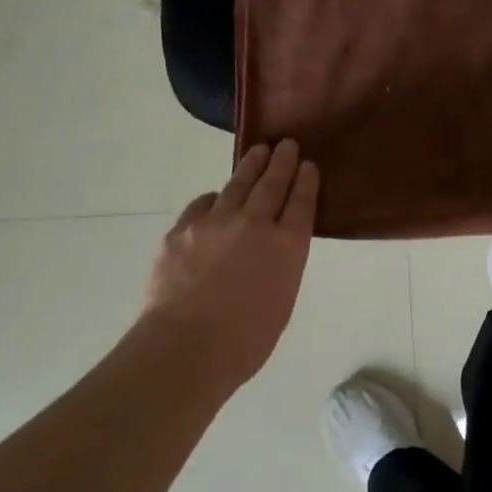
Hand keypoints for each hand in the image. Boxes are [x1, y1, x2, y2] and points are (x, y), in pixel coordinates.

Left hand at [141, 141, 319, 392]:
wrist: (186, 346)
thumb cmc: (246, 340)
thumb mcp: (281, 302)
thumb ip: (280, 268)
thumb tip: (270, 253)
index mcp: (287, 246)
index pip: (301, 202)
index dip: (306, 181)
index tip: (309, 165)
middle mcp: (255, 224)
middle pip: (272, 184)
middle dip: (282, 162)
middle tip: (287, 145)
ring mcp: (215, 223)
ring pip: (237, 185)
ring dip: (250, 166)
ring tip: (258, 152)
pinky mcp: (182, 230)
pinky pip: (203, 204)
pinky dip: (214, 198)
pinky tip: (216, 197)